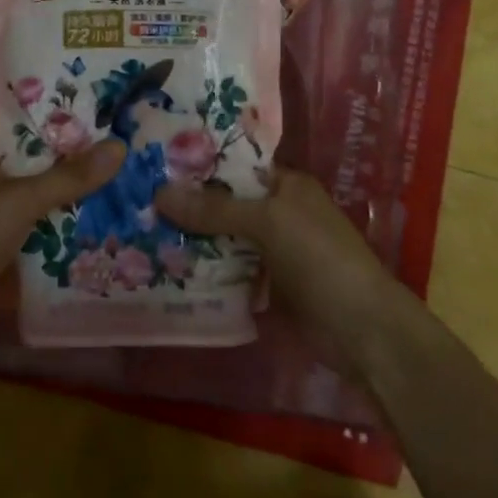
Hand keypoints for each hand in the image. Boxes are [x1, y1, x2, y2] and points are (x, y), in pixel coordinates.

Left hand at [0, 142, 125, 359]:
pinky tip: (93, 257)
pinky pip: (32, 258)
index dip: (66, 148)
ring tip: (119, 219)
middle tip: (123, 185)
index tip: (107, 146)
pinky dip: (56, 258)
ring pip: (37, 225)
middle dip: (74, 191)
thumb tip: (119, 146)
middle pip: (38, 189)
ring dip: (68, 226)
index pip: (31, 150)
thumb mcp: (23, 199)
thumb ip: (70, 177)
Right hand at [155, 171, 411, 379]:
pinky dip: (203, 271)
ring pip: (222, 238)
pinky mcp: (266, 286)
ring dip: (190, 240)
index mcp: (285, 186)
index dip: (198, 165)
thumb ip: (214, 209)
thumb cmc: (320, 259)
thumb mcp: (268, 222)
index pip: (234, 166)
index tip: (153, 165)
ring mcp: (272, 251)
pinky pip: (227, 271)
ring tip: (139, 231)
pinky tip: (165, 269)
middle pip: (224, 204)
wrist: (362, 331)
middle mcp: (277, 213)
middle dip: (186, 205)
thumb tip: (158, 193)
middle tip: (135, 201)